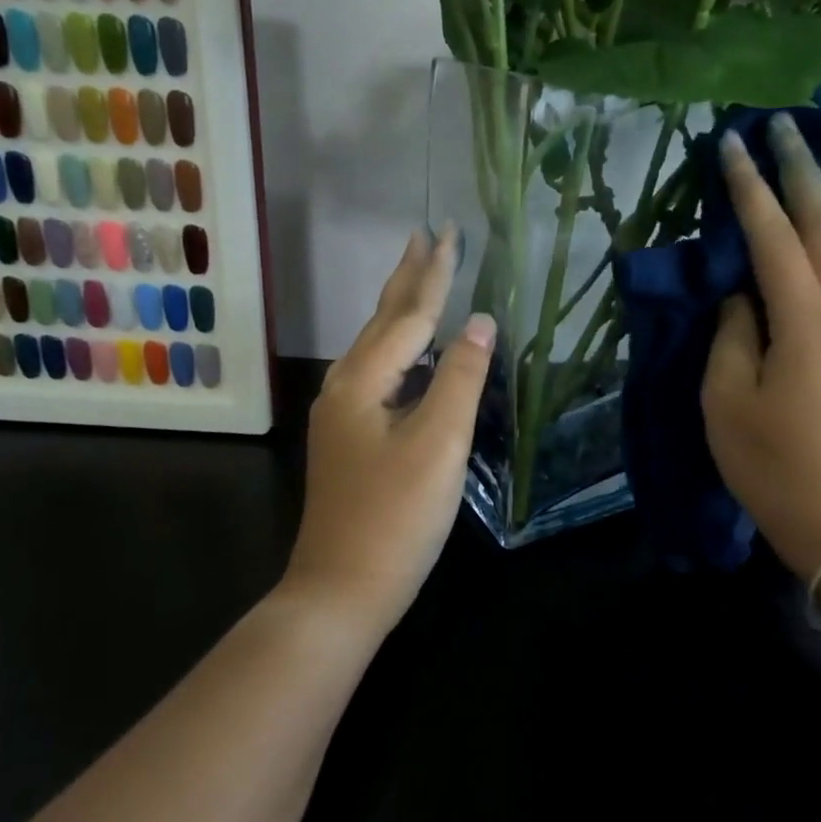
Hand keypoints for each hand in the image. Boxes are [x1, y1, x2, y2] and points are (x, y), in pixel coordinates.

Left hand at [285, 225, 496, 633]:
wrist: (342, 590)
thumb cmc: (395, 517)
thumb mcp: (438, 443)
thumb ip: (459, 377)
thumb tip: (479, 320)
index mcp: (362, 381)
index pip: (409, 314)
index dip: (434, 273)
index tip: (449, 231)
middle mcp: (344, 387)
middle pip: (384, 321)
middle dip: (408, 278)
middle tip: (425, 235)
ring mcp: (343, 415)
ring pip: (378, 347)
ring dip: (401, 309)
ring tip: (420, 278)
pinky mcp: (351, 439)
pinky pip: (379, 373)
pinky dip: (401, 348)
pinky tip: (411, 352)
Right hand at [701, 114, 820, 579]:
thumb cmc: (771, 462)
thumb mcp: (727, 397)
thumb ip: (732, 332)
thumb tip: (741, 293)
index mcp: (805, 320)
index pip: (773, 236)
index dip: (750, 187)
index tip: (733, 142)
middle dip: (802, 170)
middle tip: (782, 125)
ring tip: (803, 167)